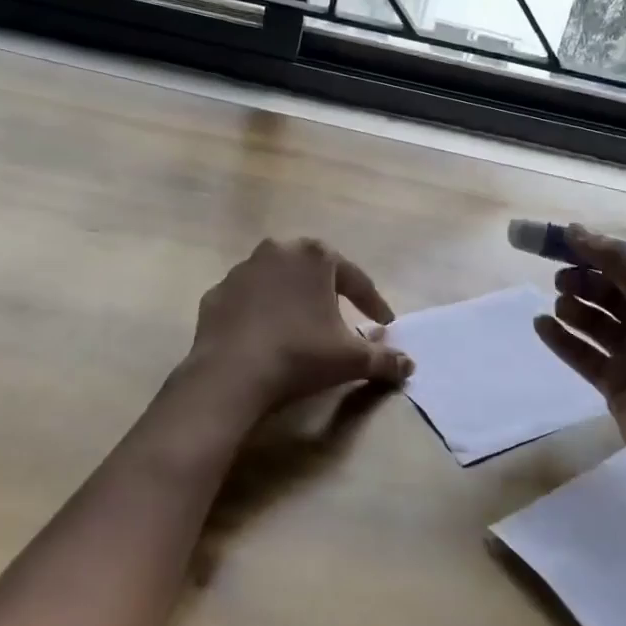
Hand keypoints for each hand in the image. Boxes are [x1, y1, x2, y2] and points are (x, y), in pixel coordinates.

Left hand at [179, 238, 413, 419]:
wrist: (230, 375)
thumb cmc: (299, 355)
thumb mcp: (350, 359)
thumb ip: (384, 359)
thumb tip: (410, 366)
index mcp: (315, 256)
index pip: (355, 279)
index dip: (373, 302)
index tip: (385, 323)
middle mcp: (278, 251)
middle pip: (314, 271)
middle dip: (330, 291)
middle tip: (343, 316)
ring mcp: (242, 270)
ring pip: (277, 281)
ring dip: (292, 298)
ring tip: (302, 326)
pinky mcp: (216, 293)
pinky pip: (247, 300)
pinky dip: (259, 312)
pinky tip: (265, 335)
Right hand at [532, 224, 625, 486]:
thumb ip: (620, 265)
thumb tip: (576, 230)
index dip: (598, 252)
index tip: (563, 241)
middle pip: (608, 291)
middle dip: (584, 281)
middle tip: (561, 279)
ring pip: (593, 321)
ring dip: (573, 308)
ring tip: (559, 305)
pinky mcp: (614, 382)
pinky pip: (581, 353)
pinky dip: (561, 339)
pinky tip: (541, 325)